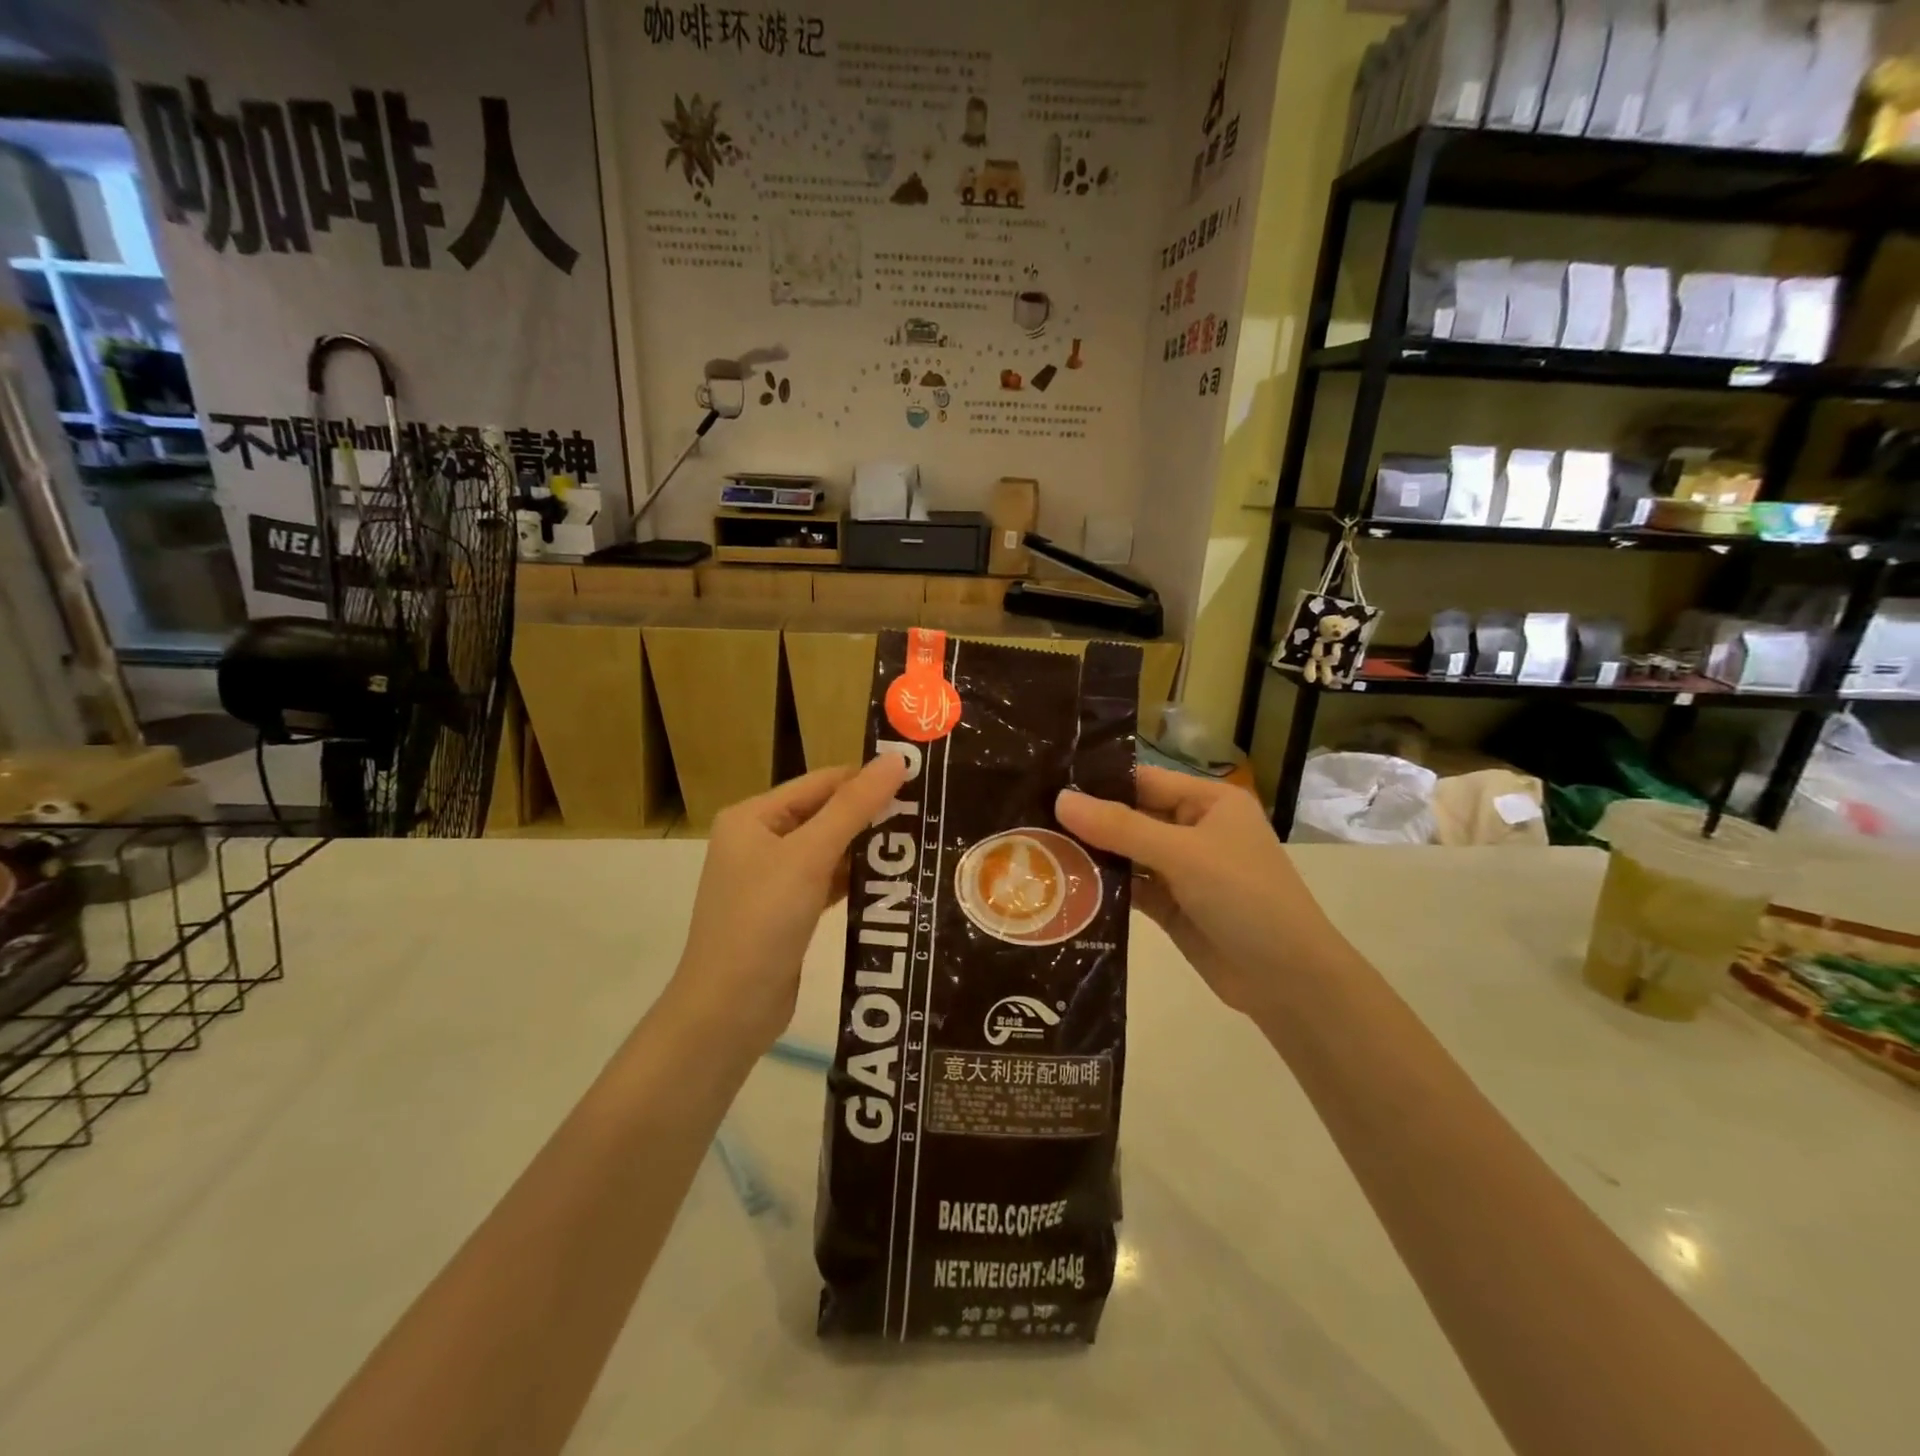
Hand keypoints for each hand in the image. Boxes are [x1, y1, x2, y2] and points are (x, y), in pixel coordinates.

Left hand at [674, 755, 910, 1049]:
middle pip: (825, 814)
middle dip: (872, 814)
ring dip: (868, 848)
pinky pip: (827, 882)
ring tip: (921, 842)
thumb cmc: (762, 921)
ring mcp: (771, 879)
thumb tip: (897, 759)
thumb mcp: (809, 856)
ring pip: (829, 850)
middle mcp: (759, 841)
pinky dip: (856, 880)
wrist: (728, 1010)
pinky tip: (894, 881)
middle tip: (928, 812)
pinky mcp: (787, 912)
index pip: (821, 782)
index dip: (867, 778)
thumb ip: (853, 807)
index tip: (919, 780)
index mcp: (753, 816)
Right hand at [1056, 765, 1336, 1016]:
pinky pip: (1130, 888)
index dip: (1098, 782)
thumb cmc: (1245, 898)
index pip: (1143, 780)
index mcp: (1208, 802)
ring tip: (1034, 849)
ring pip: (1127, 854)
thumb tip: (1060, 800)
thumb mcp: (1182, 854)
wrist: (1288, 982)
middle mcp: (1194, 830)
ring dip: (1091, 856)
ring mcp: (1182, 871)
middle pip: (1131, 817)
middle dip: (1087, 821)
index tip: (1046, 782)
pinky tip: (1063, 886)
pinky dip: (1103, 888)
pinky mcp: (1171, 907)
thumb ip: (1120, 828)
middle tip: (1028, 817)